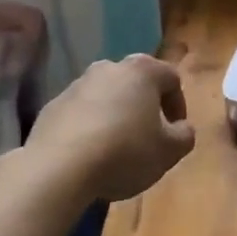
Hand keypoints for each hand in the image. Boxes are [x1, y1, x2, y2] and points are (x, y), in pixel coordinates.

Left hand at [24, 54, 196, 202]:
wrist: (59, 168)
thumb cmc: (125, 152)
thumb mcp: (169, 151)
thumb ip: (184, 136)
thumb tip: (181, 128)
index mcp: (142, 70)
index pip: (171, 79)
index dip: (178, 105)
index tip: (176, 132)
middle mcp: (109, 67)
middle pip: (136, 83)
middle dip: (144, 107)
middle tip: (148, 137)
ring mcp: (77, 84)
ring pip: (106, 96)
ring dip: (115, 115)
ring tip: (116, 149)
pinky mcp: (52, 106)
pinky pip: (80, 113)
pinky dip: (89, 127)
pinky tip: (89, 154)